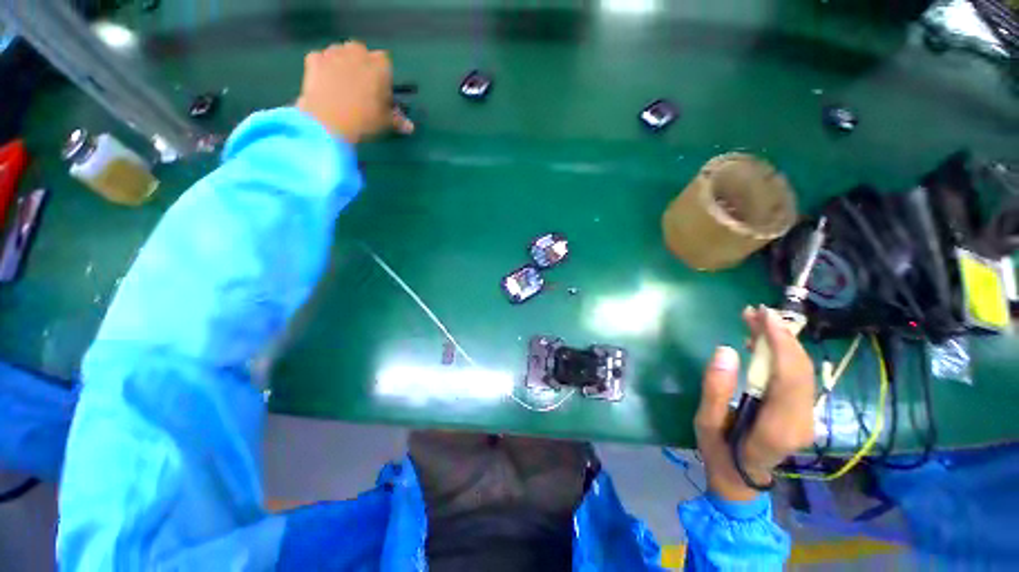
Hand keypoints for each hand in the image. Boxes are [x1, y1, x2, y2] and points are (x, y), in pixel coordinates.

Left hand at [296, 41, 413, 142]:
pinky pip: (321, 59)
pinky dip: (323, 68)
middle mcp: (357, 52)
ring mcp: (333, 53)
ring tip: (341, 85)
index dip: (382, 76)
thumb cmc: (364, 119)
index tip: (380, 91)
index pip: (385, 63)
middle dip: (361, 64)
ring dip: (342, 63)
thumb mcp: (386, 122)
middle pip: (361, 52)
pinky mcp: (314, 59)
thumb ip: (398, 120)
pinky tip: (324, 83)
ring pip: (340, 53)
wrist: (328, 120)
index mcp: (379, 66)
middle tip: (360, 87)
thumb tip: (410, 127)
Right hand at [694, 306, 815, 501]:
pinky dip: (782, 354)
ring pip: (802, 370)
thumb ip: (715, 389)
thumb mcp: (706, 422)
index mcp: (778, 426)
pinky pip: (797, 376)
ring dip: (781, 342)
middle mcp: (802, 420)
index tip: (764, 316)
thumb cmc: (719, 450)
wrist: (741, 477)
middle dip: (781, 336)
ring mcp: (806, 416)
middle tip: (755, 312)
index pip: (790, 378)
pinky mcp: (802, 411)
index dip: (780, 343)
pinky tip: (761, 342)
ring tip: (755, 320)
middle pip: (800, 369)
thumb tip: (725, 350)